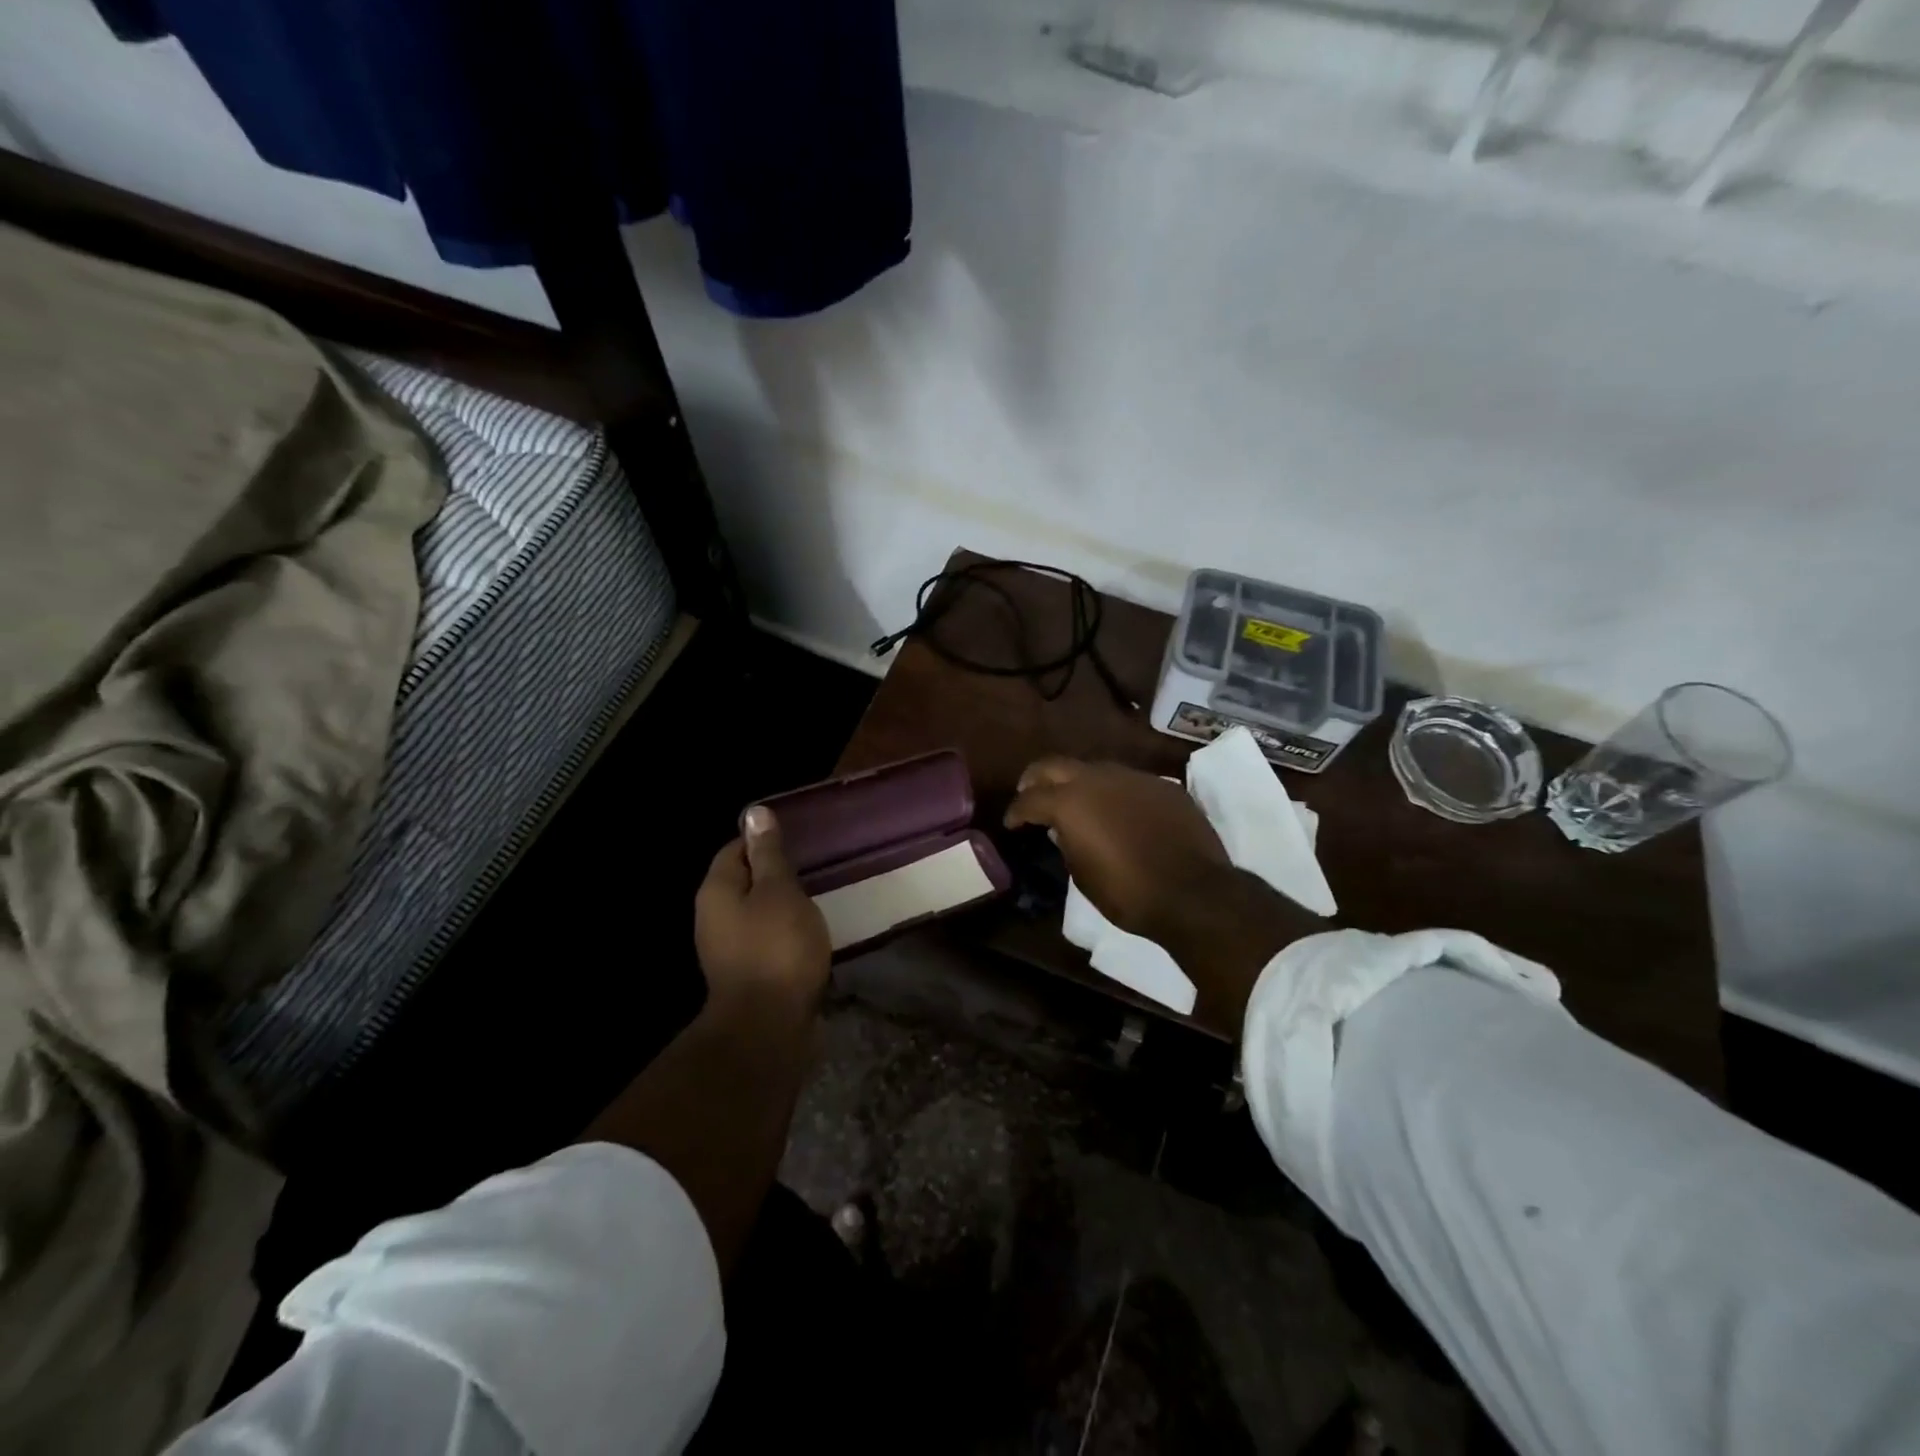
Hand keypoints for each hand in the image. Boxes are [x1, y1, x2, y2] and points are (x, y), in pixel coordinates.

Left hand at [695, 806, 831, 1016]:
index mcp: (717, 890)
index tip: (798, 842)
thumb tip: (754, 813)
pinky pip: (765, 940)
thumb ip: (769, 854)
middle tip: (813, 869)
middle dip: (776, 874)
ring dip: (783, 906)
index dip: (764, 841)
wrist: (768, 1028)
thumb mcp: (779, 891)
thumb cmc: (777, 948)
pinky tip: (809, 935)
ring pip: (756, 912)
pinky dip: (785, 933)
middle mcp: (713, 917)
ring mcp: (727, 949)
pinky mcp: (746, 974)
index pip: (735, 849)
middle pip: (744, 881)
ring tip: (817, 900)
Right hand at [1004, 758, 1235, 945]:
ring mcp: (1134, 778)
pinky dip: (1114, 793)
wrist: (1194, 893)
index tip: (1012, 822)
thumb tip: (1062, 830)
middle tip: (1030, 793)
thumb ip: (1067, 844)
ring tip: (1076, 802)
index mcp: (1070, 802)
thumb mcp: (1083, 875)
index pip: (1030, 799)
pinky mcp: (1163, 786)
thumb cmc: (1128, 893)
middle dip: (1037, 779)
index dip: (1016, 811)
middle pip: (1055, 766)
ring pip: (1095, 769)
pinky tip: (1118, 812)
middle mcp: (1098, 779)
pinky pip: (1128, 782)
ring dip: (1078, 782)